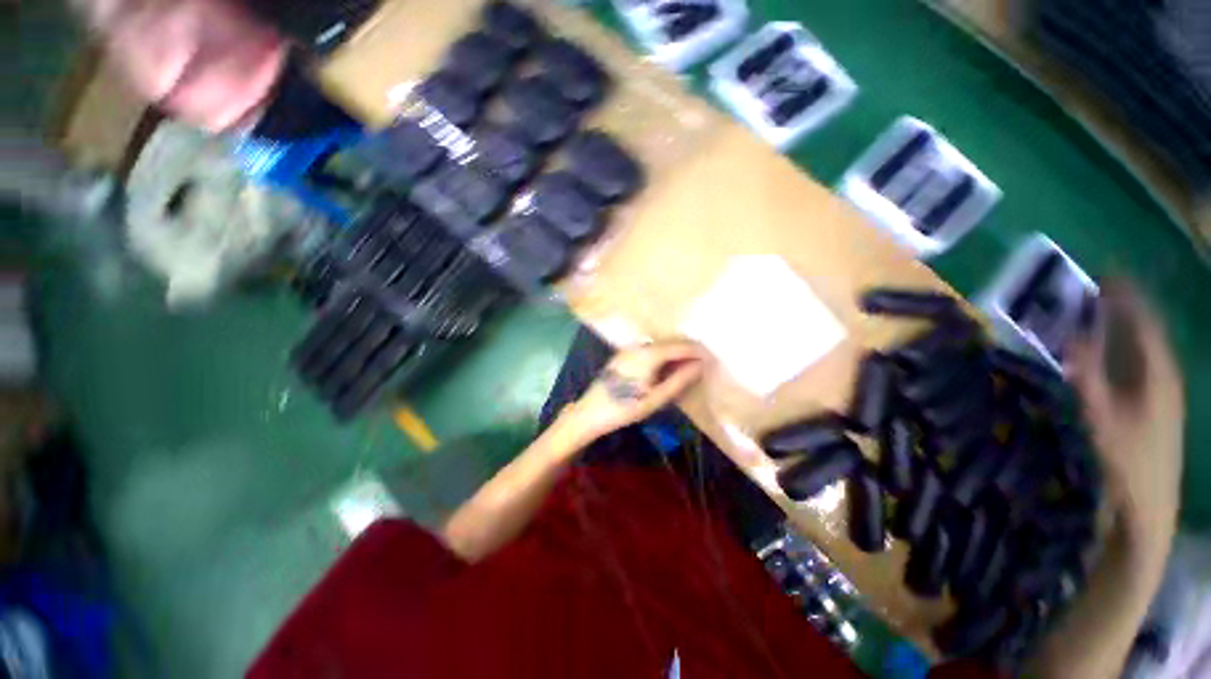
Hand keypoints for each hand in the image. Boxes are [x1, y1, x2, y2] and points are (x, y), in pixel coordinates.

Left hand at [561, 340, 708, 444]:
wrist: (590, 413)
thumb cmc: (625, 408)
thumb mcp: (656, 399)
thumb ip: (679, 380)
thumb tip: (700, 365)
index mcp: (649, 354)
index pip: (680, 346)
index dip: (697, 352)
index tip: (712, 360)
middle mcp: (639, 346)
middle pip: (670, 343)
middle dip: (688, 351)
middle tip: (703, 365)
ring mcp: (629, 349)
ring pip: (659, 346)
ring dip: (675, 354)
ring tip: (688, 367)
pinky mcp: (623, 355)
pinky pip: (648, 350)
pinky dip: (662, 356)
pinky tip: (667, 369)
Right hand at [1066, 280, 1184, 544]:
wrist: (1150, 504)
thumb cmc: (1127, 460)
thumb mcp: (1102, 419)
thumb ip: (1087, 376)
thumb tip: (1071, 337)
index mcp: (1157, 374)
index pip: (1144, 323)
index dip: (1127, 298)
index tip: (1106, 276)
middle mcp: (1165, 375)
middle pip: (1146, 332)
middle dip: (1126, 308)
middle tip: (1099, 289)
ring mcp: (1164, 392)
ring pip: (1146, 348)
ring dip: (1125, 328)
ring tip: (1103, 313)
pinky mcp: (1158, 405)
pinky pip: (1144, 364)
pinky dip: (1128, 349)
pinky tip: (1114, 351)